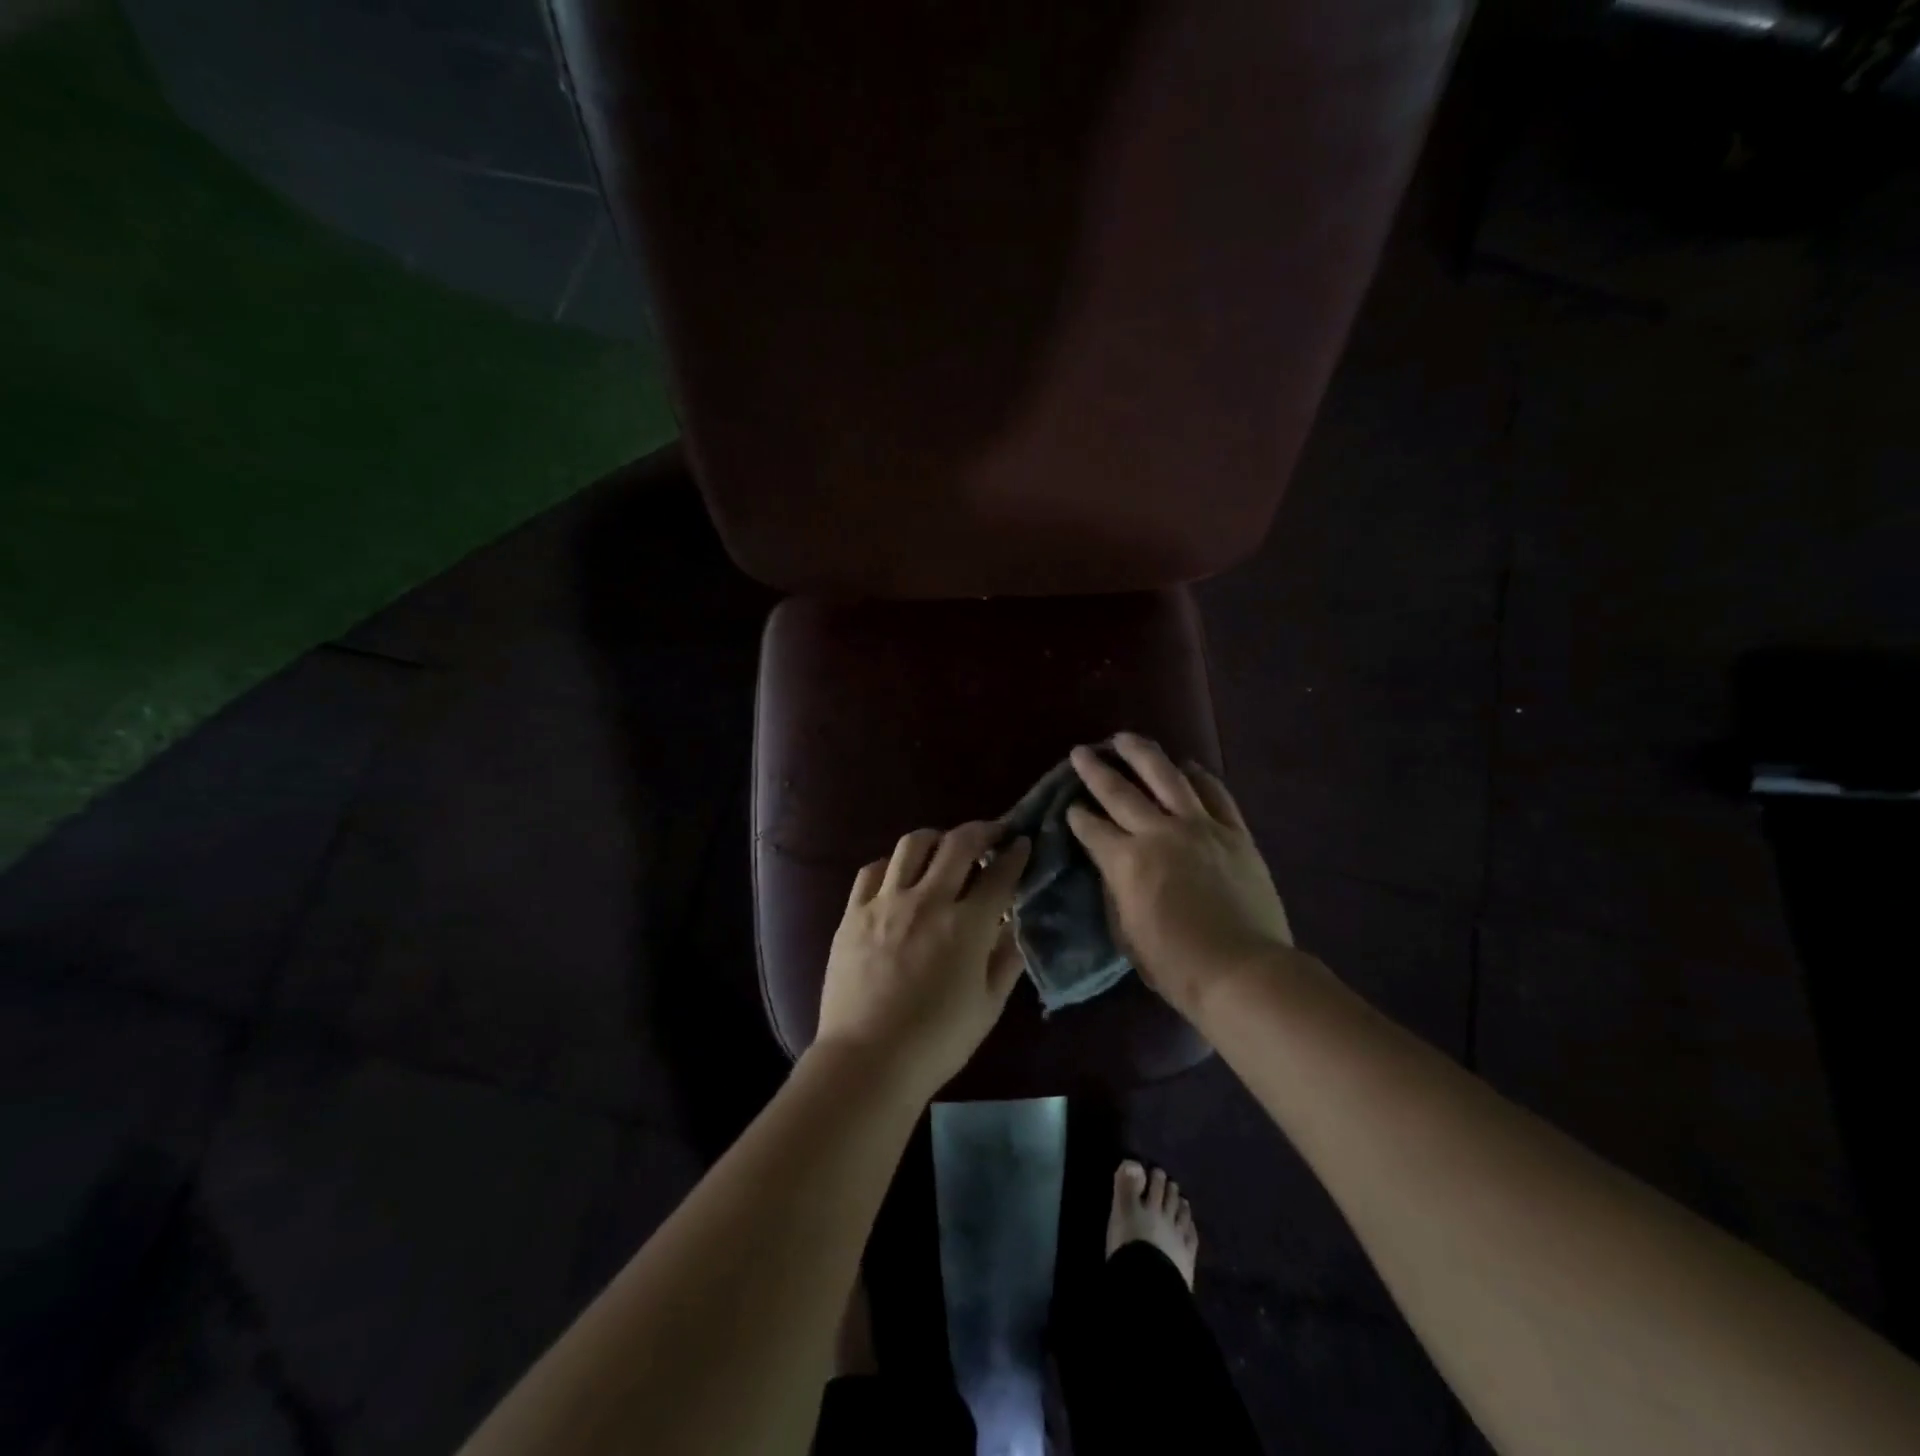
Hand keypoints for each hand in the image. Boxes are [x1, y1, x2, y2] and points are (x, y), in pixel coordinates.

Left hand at [816, 822, 1032, 1097]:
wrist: (867, 1060)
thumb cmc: (937, 1041)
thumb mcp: (988, 1006)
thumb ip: (1006, 959)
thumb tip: (1017, 925)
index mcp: (967, 926)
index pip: (1000, 874)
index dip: (1016, 854)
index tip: (1023, 843)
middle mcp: (928, 901)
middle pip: (958, 844)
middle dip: (982, 830)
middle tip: (992, 833)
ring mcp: (886, 902)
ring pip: (912, 844)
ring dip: (936, 838)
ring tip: (944, 846)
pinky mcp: (853, 912)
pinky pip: (872, 870)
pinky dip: (891, 864)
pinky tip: (898, 874)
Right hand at [1067, 734, 1294, 1016]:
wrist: (1242, 971)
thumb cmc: (1176, 964)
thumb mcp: (1126, 933)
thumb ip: (1115, 891)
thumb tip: (1113, 866)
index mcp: (1126, 861)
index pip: (1092, 828)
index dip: (1077, 816)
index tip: (1069, 805)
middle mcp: (1158, 833)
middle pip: (1120, 792)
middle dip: (1095, 770)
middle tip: (1081, 752)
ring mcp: (1200, 827)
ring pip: (1166, 777)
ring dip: (1142, 754)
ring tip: (1125, 738)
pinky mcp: (1234, 832)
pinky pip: (1214, 793)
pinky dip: (1199, 776)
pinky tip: (1187, 765)